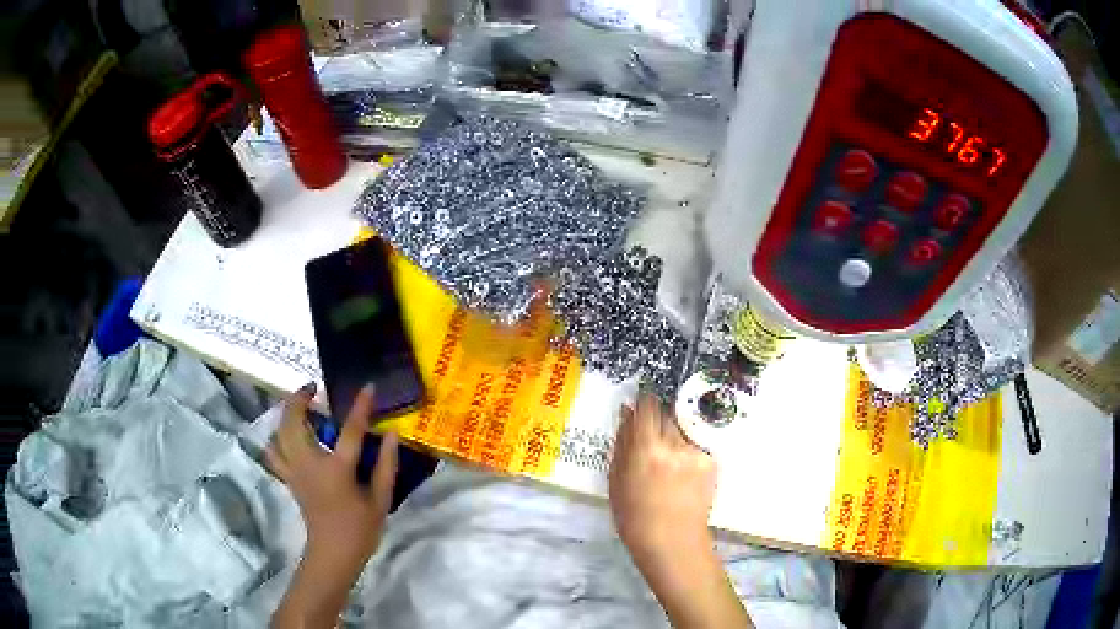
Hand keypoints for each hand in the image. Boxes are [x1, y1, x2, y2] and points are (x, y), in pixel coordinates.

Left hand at [266, 383, 398, 571]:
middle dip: (299, 399)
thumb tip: (392, 435)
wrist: (333, 553)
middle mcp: (309, 464)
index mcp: (337, 470)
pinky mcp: (287, 478)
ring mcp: (294, 471)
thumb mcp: (381, 500)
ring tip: (299, 406)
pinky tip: (286, 435)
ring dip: (286, 414)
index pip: (350, 430)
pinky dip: (276, 438)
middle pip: (293, 422)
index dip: (360, 407)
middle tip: (313, 388)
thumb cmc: (360, 529)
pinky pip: (273, 451)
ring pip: (278, 432)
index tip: (367, 387)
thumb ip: (386, 466)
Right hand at [610, 393, 751, 628]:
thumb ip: (622, 442)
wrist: (673, 542)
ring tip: (667, 463)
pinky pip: (695, 445)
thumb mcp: (617, 480)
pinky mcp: (712, 462)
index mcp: (647, 450)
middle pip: (668, 415)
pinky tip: (681, 475)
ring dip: (674, 436)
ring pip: (683, 430)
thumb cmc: (634, 516)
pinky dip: (687, 452)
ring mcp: (697, 453)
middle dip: (659, 420)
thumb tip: (627, 411)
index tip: (642, 399)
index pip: (649, 406)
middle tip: (652, 439)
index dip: (646, 400)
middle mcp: (675, 445)